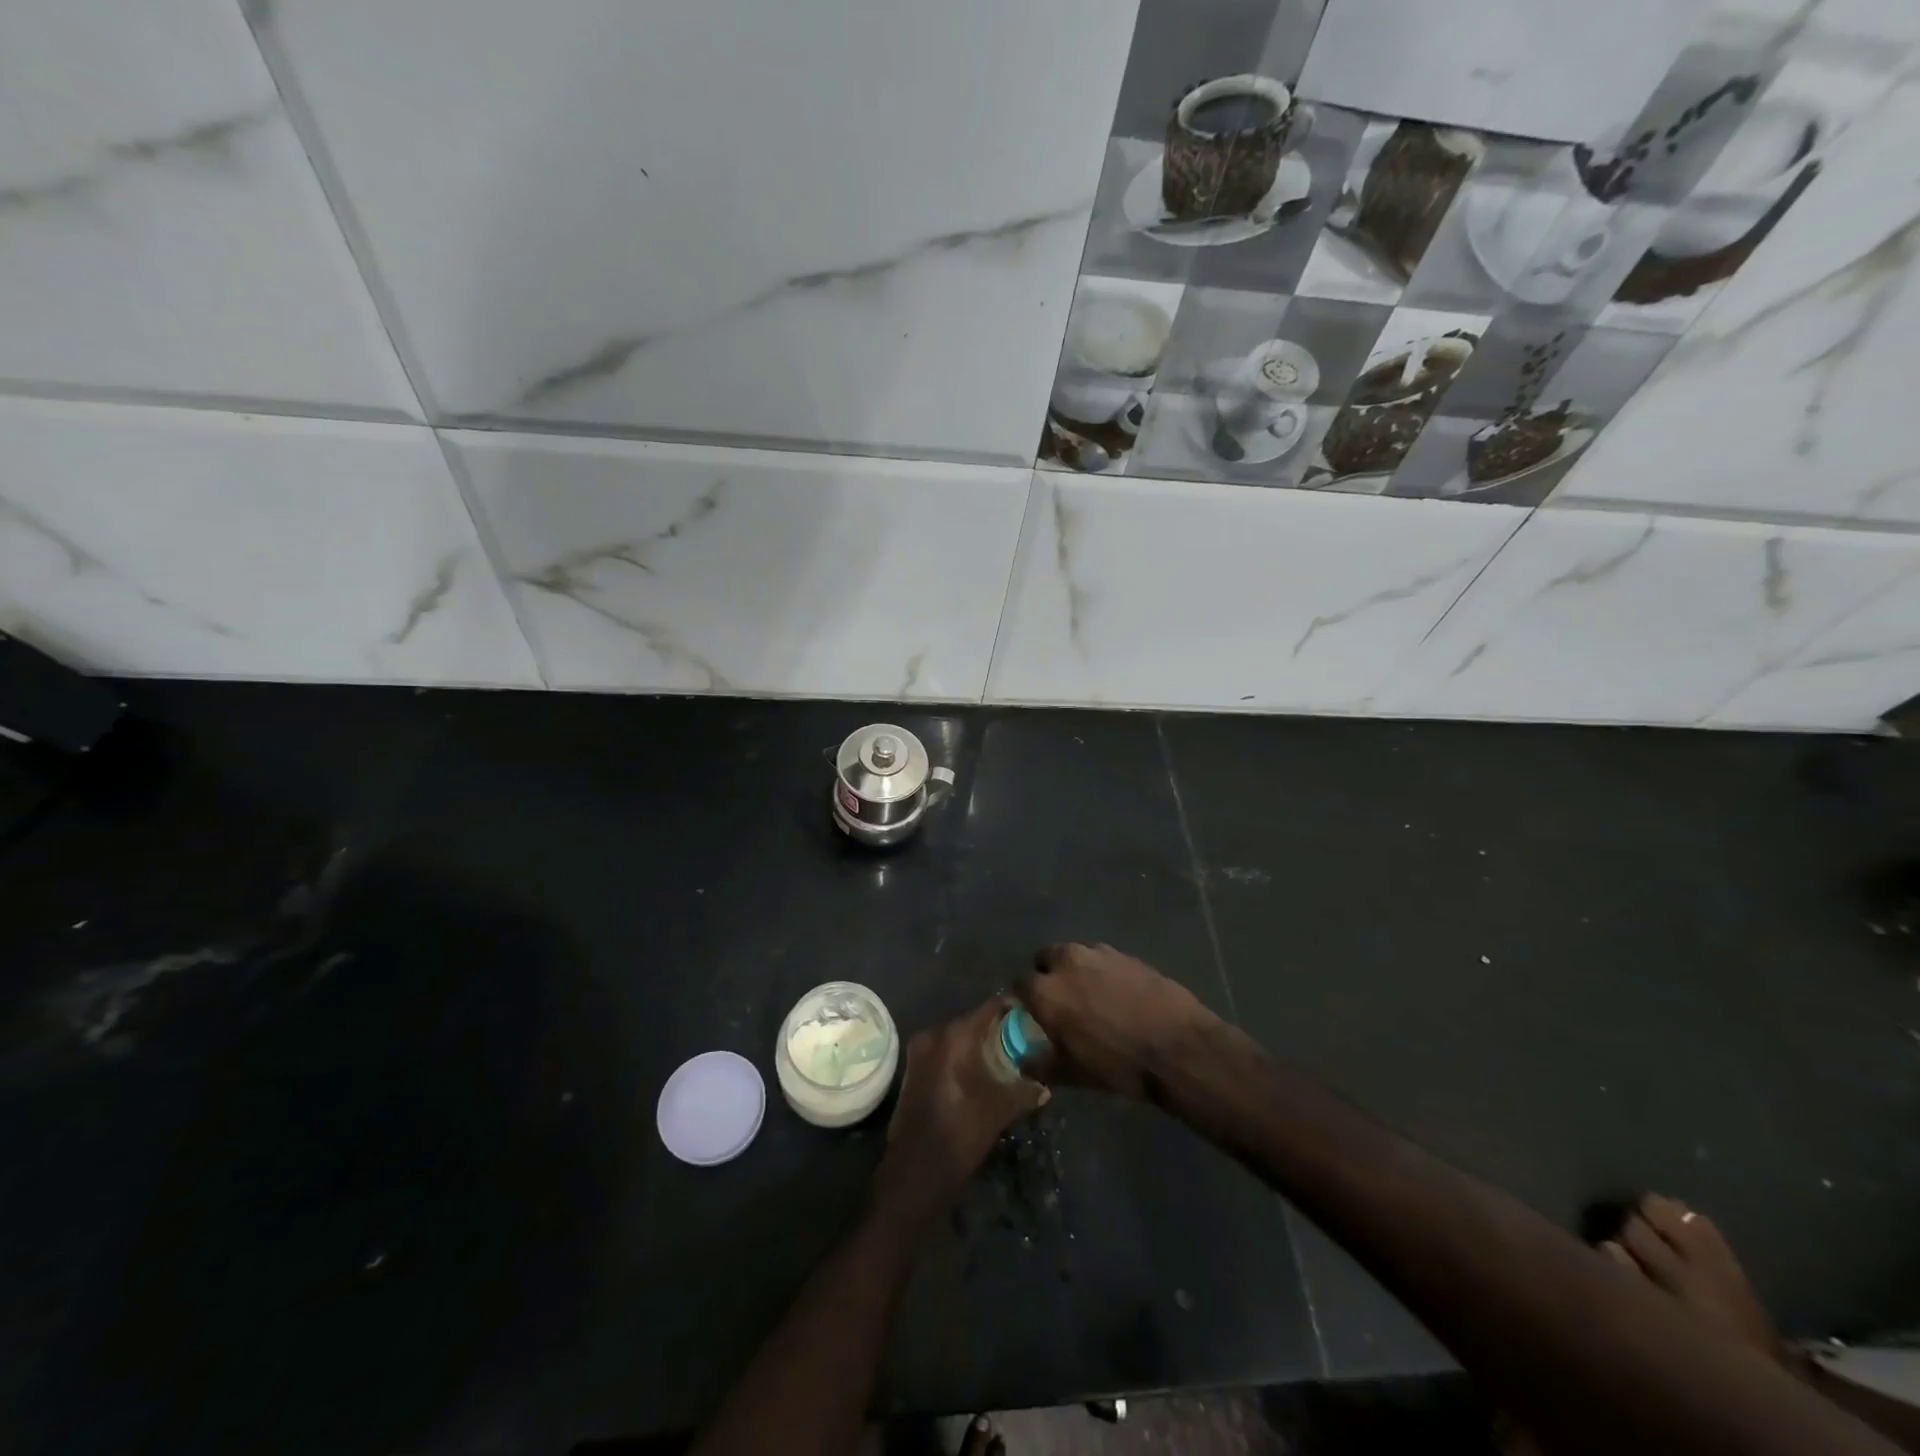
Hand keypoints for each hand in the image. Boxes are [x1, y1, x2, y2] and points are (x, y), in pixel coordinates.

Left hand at [874, 998, 1048, 1224]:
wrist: (916, 1170)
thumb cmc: (961, 1131)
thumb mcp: (1000, 1109)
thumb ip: (1025, 1091)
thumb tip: (1045, 1087)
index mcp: (955, 1035)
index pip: (989, 1008)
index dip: (1011, 1008)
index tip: (1031, 1013)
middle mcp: (934, 1035)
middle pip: (971, 1022)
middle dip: (995, 1030)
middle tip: (1021, 1039)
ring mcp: (919, 1052)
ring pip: (955, 1039)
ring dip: (976, 1046)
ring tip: (1004, 1057)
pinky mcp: (912, 1071)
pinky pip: (942, 1053)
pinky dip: (960, 1058)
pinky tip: (978, 1074)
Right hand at [1021, 942, 1221, 1099]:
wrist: (1178, 1047)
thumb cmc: (1119, 1065)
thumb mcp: (1074, 1074)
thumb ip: (1042, 1064)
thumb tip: (1025, 1061)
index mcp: (1046, 992)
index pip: (1020, 985)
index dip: (1025, 1000)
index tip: (1033, 1013)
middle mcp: (1066, 963)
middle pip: (1045, 960)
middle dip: (1048, 975)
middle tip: (1063, 1001)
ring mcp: (1098, 953)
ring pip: (1074, 955)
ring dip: (1075, 970)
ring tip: (1092, 995)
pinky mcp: (1125, 953)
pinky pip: (1102, 958)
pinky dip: (1102, 971)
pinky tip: (1118, 993)